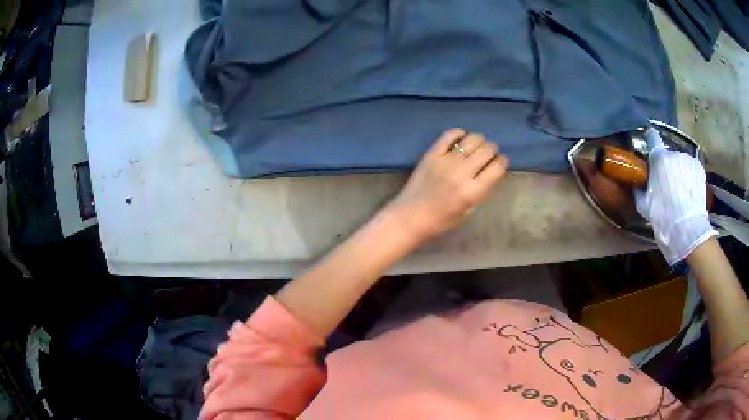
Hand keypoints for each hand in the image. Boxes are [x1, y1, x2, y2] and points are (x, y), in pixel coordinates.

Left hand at [386, 129, 508, 242]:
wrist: (410, 216)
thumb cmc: (441, 220)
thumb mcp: (469, 211)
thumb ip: (481, 190)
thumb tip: (490, 171)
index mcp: (473, 191)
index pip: (497, 167)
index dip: (502, 162)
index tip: (500, 162)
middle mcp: (462, 173)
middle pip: (487, 150)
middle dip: (492, 150)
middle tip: (489, 153)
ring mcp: (446, 161)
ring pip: (472, 139)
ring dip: (479, 140)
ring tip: (476, 145)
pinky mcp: (432, 154)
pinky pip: (449, 134)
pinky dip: (459, 133)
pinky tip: (461, 138)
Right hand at [635, 128, 716, 263]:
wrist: (688, 231)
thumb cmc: (663, 218)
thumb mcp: (645, 206)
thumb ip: (640, 189)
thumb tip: (637, 183)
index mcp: (659, 159)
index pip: (652, 137)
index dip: (650, 138)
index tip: (650, 141)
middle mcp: (674, 153)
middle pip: (668, 155)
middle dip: (667, 166)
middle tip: (667, 184)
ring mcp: (688, 159)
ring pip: (680, 162)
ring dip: (679, 171)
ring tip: (680, 191)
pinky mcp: (699, 168)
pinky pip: (691, 168)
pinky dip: (689, 176)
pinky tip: (689, 192)